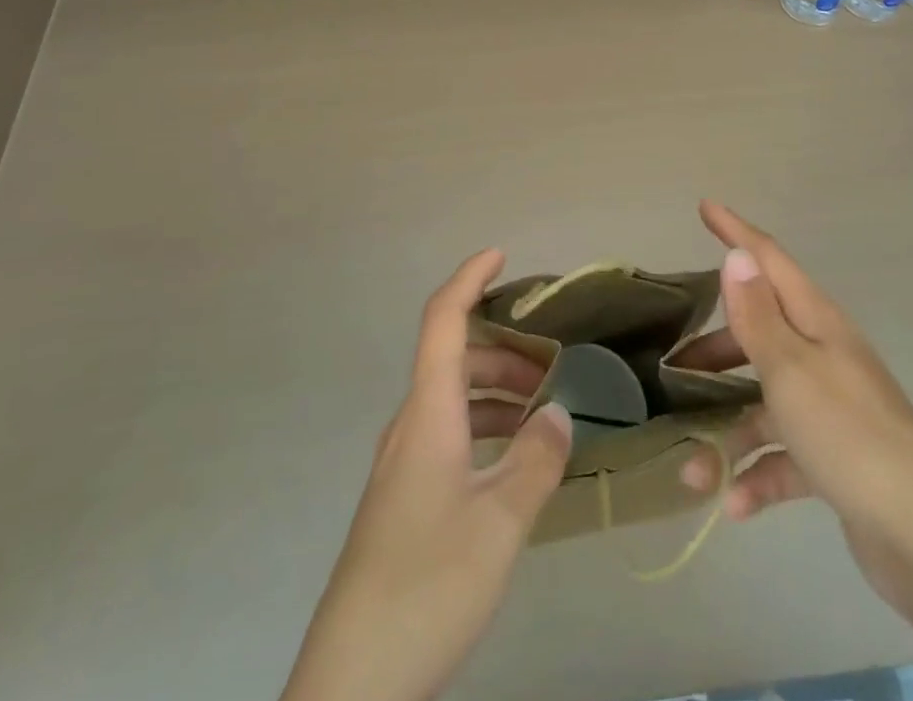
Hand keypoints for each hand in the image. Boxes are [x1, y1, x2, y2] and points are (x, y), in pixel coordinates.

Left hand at [281, 250, 571, 700]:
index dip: (468, 279)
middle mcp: (410, 426)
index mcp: (427, 415)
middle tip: (554, 364)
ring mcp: (403, 463)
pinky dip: (484, 426)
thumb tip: (558, 412)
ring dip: (496, 391)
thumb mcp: (499, 524)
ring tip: (544, 410)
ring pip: (452, 399)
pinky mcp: (404, 497)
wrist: (354, 680)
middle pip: (453, 359)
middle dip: (503, 349)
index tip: (500, 255)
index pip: (443, 321)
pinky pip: (449, 434)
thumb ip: (535, 462)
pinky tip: (515, 461)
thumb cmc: (426, 584)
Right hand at [674, 201, 912, 565]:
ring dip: (728, 434)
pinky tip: (732, 505)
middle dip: (716, 351)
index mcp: (818, 323)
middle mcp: (825, 356)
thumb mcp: (790, 368)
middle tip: (675, 364)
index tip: (705, 207)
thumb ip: (757, 314)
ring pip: (765, 404)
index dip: (736, 232)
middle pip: (760, 335)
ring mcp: (832, 409)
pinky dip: (757, 476)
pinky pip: (784, 456)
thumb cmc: (848, 434)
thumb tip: (738, 255)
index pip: (770, 260)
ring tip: (693, 470)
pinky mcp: (835, 459)